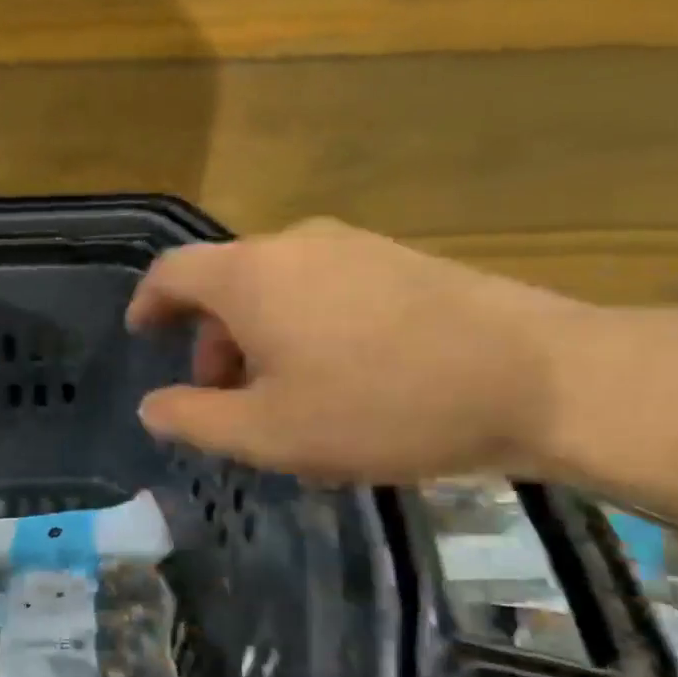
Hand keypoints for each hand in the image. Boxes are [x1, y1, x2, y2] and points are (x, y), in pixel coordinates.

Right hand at [125, 219, 577, 481]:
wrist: (535, 377)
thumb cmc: (380, 407)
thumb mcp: (269, 432)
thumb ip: (195, 418)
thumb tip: (151, 405)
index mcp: (251, 276)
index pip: (173, 273)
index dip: (148, 304)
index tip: (142, 335)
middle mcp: (295, 244)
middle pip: (228, 284)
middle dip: (213, 341)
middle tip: (226, 399)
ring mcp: (353, 246)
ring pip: (279, 290)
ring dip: (262, 340)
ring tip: (287, 402)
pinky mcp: (399, 260)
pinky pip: (326, 290)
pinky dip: (306, 330)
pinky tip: (340, 383)